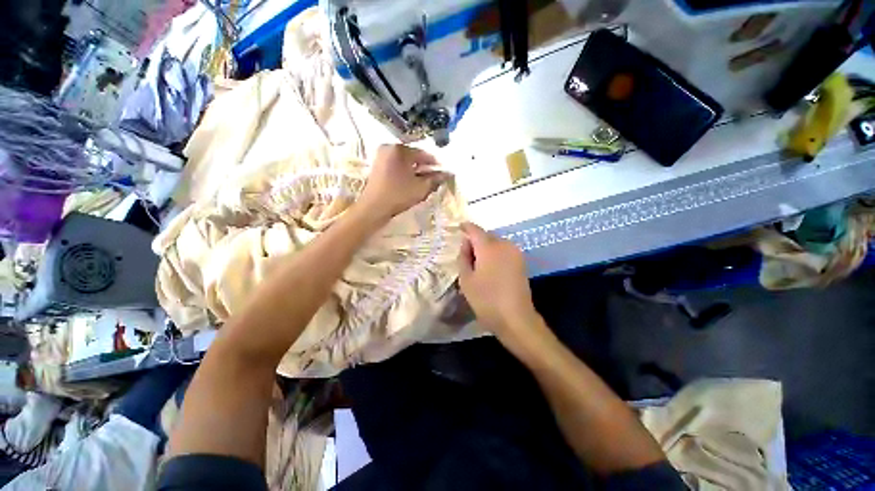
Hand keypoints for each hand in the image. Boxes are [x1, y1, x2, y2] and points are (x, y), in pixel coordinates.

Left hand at [357, 144, 445, 222]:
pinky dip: (405, 171)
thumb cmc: (398, 195)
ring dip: (415, 170)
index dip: (435, 163)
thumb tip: (447, 174)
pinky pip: (396, 165)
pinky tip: (411, 181)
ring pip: (404, 161)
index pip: (423, 153)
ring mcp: (381, 156)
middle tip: (435, 177)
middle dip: (425, 166)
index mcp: (399, 149)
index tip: (444, 170)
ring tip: (424, 181)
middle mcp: (389, 148)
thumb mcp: (421, 188)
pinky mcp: (377, 166)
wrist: (373, 208)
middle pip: (413, 156)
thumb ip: (435, 179)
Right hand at [457, 222, 541, 345]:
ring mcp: (515, 252)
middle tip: (466, 254)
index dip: (466, 227)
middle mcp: (504, 244)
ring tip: (477, 263)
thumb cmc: (486, 300)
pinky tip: (489, 267)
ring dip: (485, 247)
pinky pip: (504, 250)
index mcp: (489, 247)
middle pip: (486, 235)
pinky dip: (494, 253)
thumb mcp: (466, 279)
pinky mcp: (521, 261)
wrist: (516, 318)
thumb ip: (463, 257)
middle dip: (475, 240)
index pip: (475, 230)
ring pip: (496, 243)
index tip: (459, 228)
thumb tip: (466, 244)